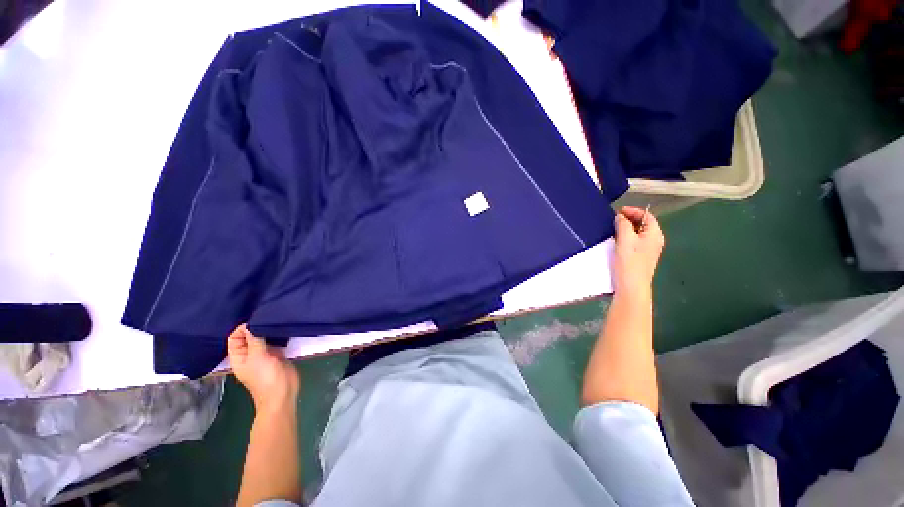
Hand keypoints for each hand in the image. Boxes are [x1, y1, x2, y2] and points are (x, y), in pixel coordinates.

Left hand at [227, 324, 299, 414]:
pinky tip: (283, 327)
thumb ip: (254, 340)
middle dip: (257, 326)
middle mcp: (250, 354)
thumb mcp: (257, 357)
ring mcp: (265, 354)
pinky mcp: (279, 353)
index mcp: (239, 357)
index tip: (256, 321)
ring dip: (268, 329)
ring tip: (276, 318)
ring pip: (264, 337)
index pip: (235, 337)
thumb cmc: (265, 378)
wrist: (283, 393)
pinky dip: (279, 334)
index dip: (242, 328)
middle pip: (250, 336)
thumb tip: (252, 323)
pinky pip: (276, 341)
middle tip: (267, 316)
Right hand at [611, 206, 664, 299]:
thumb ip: (623, 224)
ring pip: (637, 234)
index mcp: (655, 234)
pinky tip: (615, 241)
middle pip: (643, 224)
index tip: (618, 211)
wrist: (631, 287)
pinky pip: (634, 242)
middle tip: (613, 219)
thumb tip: (620, 216)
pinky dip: (625, 238)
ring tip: (612, 229)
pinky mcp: (640, 258)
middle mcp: (654, 241)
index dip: (633, 211)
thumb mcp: (625, 239)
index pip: (647, 216)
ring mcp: (647, 250)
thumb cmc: (629, 262)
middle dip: (629, 219)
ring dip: (626, 229)